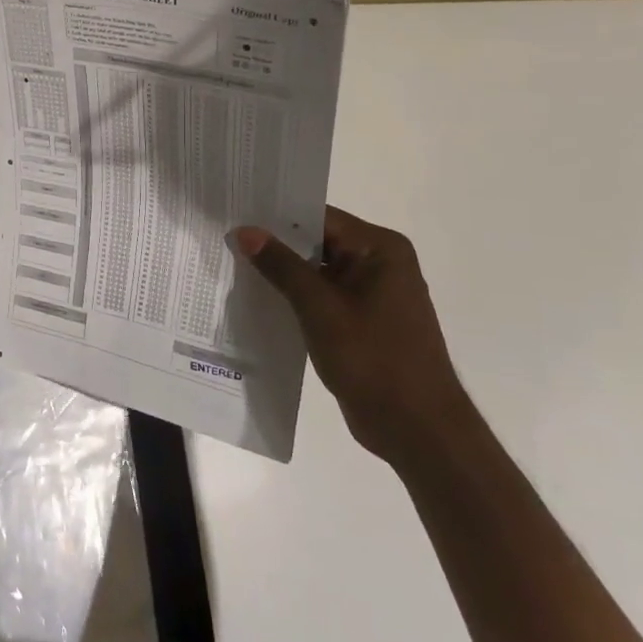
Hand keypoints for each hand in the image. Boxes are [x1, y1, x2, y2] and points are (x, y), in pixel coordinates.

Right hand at [231, 207, 470, 464]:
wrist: (416, 428)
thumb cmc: (373, 359)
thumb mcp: (319, 308)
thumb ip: (281, 266)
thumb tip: (245, 231)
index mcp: (381, 249)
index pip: (320, 218)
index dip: (276, 215)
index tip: (235, 213)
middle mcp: (380, 263)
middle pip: (318, 241)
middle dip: (275, 244)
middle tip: (226, 239)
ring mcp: (372, 293)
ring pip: (317, 270)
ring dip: (282, 273)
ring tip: (232, 266)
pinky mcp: (362, 320)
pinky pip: (322, 296)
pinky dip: (295, 297)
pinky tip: (259, 299)